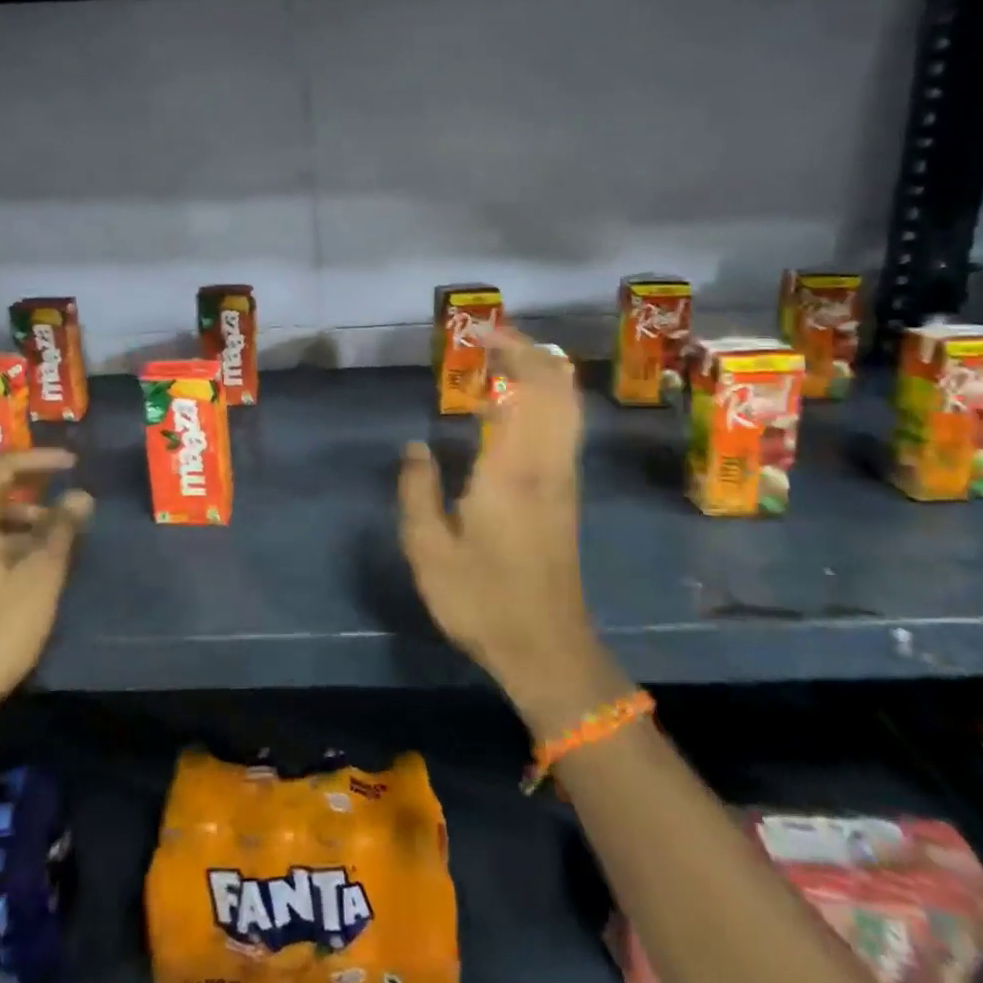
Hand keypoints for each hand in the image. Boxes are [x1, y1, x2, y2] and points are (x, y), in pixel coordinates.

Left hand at [0, 449, 92, 734]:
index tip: (75, 464)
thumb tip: (81, 495)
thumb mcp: (40, 576)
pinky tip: (26, 562)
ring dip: (16, 520)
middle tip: (68, 500)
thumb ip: (62, 528)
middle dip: (31, 492)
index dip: (42, 461)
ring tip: (56, 537)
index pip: (4, 466)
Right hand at [398, 329, 633, 737]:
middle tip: (494, 338)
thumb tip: (414, 446)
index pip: (526, 389)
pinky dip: (546, 402)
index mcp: (513, 469)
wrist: (547, 650)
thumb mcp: (428, 549)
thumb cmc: (482, 598)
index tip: (482, 333)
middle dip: (532, 352)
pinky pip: (564, 429)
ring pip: (568, 407)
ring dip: (542, 374)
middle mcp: (548, 463)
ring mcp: (564, 479)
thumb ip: (417, 489)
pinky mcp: (567, 496)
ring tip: (503, 363)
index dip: (511, 352)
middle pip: (559, 388)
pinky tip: (512, 411)